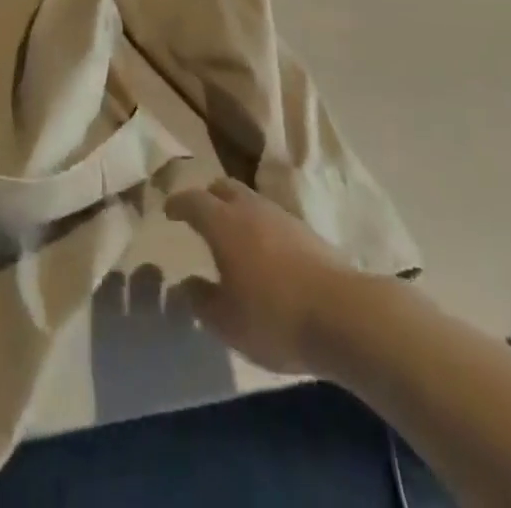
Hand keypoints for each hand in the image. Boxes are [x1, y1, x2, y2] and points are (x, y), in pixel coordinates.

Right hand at [167, 178, 354, 374]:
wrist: (342, 314)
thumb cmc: (274, 317)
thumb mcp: (227, 322)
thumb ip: (202, 301)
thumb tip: (187, 284)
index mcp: (223, 224)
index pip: (194, 201)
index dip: (178, 204)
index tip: (169, 210)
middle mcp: (250, 209)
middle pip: (224, 188)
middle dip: (208, 197)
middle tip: (200, 214)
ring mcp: (281, 216)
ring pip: (250, 199)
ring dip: (236, 210)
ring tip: (231, 234)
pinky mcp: (306, 230)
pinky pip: (271, 217)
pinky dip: (259, 225)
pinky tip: (262, 250)